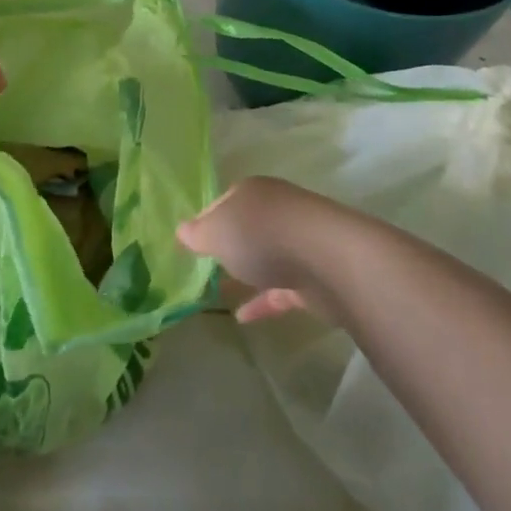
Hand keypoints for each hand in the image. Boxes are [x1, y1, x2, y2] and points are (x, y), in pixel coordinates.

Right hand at [176, 175, 341, 322]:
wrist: (328, 260)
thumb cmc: (263, 236)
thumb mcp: (217, 232)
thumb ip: (197, 233)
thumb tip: (182, 231)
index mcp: (251, 192)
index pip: (220, 203)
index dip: (203, 222)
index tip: (189, 246)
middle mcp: (275, 210)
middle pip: (245, 227)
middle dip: (227, 246)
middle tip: (203, 268)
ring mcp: (298, 242)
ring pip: (266, 256)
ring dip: (246, 273)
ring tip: (219, 294)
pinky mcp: (313, 274)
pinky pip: (281, 287)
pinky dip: (263, 300)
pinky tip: (243, 318)